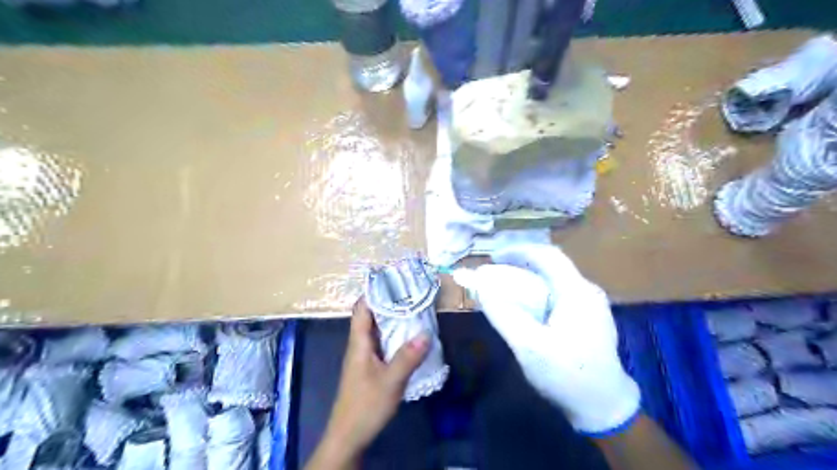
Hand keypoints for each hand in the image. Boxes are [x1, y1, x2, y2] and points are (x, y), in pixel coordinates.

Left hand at [309, 300, 430, 466]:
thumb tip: (426, 332)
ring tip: (414, 308)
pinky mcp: (371, 367)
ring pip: (378, 329)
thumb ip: (407, 357)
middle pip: (371, 315)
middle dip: (389, 302)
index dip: (375, 291)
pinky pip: (383, 343)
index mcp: (359, 342)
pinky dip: (395, 335)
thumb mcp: (390, 381)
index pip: (362, 307)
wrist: (349, 435)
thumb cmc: (365, 405)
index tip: (394, 280)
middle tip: (411, 292)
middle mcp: (360, 344)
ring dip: (393, 318)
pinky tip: (410, 336)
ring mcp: (365, 356)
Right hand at [452, 244, 642, 433]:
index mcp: (577, 291)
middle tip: (496, 272)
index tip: (494, 255)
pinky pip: (559, 295)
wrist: (605, 407)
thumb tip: (480, 287)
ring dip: (528, 279)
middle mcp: (587, 291)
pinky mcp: (589, 318)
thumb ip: (503, 314)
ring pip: (555, 280)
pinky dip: (538, 293)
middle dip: (521, 264)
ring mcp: (591, 305)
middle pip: (551, 266)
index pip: (548, 254)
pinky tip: (526, 308)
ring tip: (506, 288)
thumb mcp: (529, 346)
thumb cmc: (567, 375)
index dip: (519, 249)